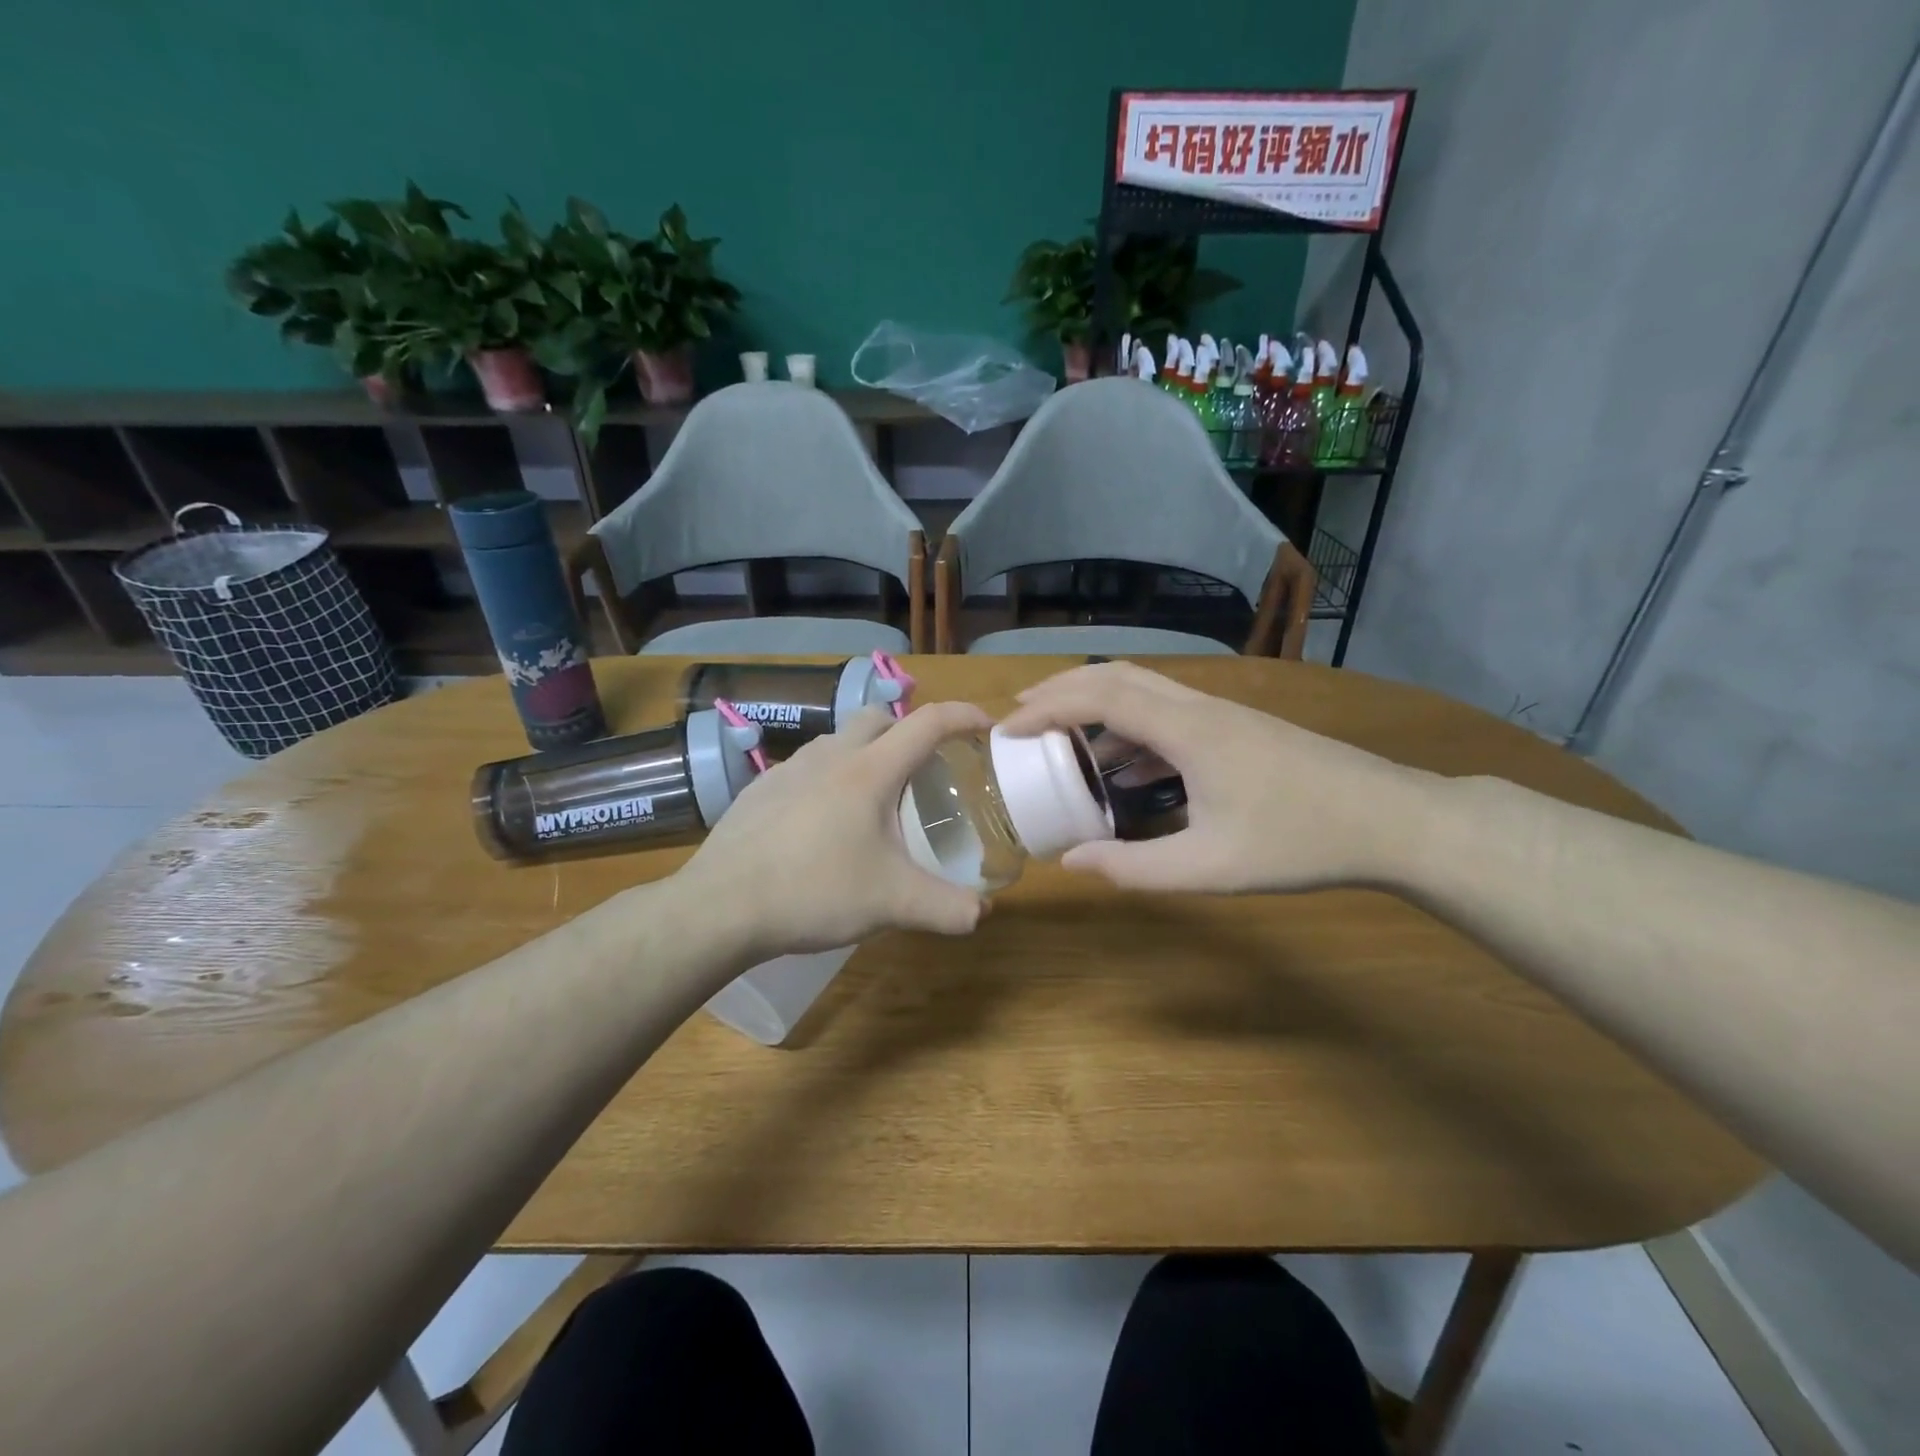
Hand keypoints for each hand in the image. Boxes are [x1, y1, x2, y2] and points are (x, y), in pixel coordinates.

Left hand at [680, 701, 993, 960]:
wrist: (721, 906)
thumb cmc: (814, 892)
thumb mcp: (892, 904)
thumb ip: (946, 907)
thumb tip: (982, 913)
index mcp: (869, 771)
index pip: (928, 723)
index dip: (963, 716)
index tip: (986, 726)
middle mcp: (830, 756)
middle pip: (878, 718)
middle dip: (909, 731)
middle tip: (925, 769)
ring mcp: (788, 769)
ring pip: (838, 740)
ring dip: (865, 753)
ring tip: (873, 799)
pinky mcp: (759, 789)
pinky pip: (806, 768)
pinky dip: (828, 779)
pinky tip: (823, 823)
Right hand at [998, 661, 1430, 893]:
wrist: (1391, 819)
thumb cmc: (1300, 842)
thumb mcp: (1210, 867)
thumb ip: (1135, 867)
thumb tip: (1071, 863)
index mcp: (1188, 731)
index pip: (1100, 697)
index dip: (1046, 708)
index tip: (1006, 728)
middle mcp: (1199, 708)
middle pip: (1117, 677)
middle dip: (1062, 691)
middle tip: (1020, 716)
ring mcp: (1222, 715)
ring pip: (1144, 690)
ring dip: (1096, 705)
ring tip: (1060, 739)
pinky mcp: (1237, 729)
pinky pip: (1168, 713)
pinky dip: (1130, 727)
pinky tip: (1124, 768)